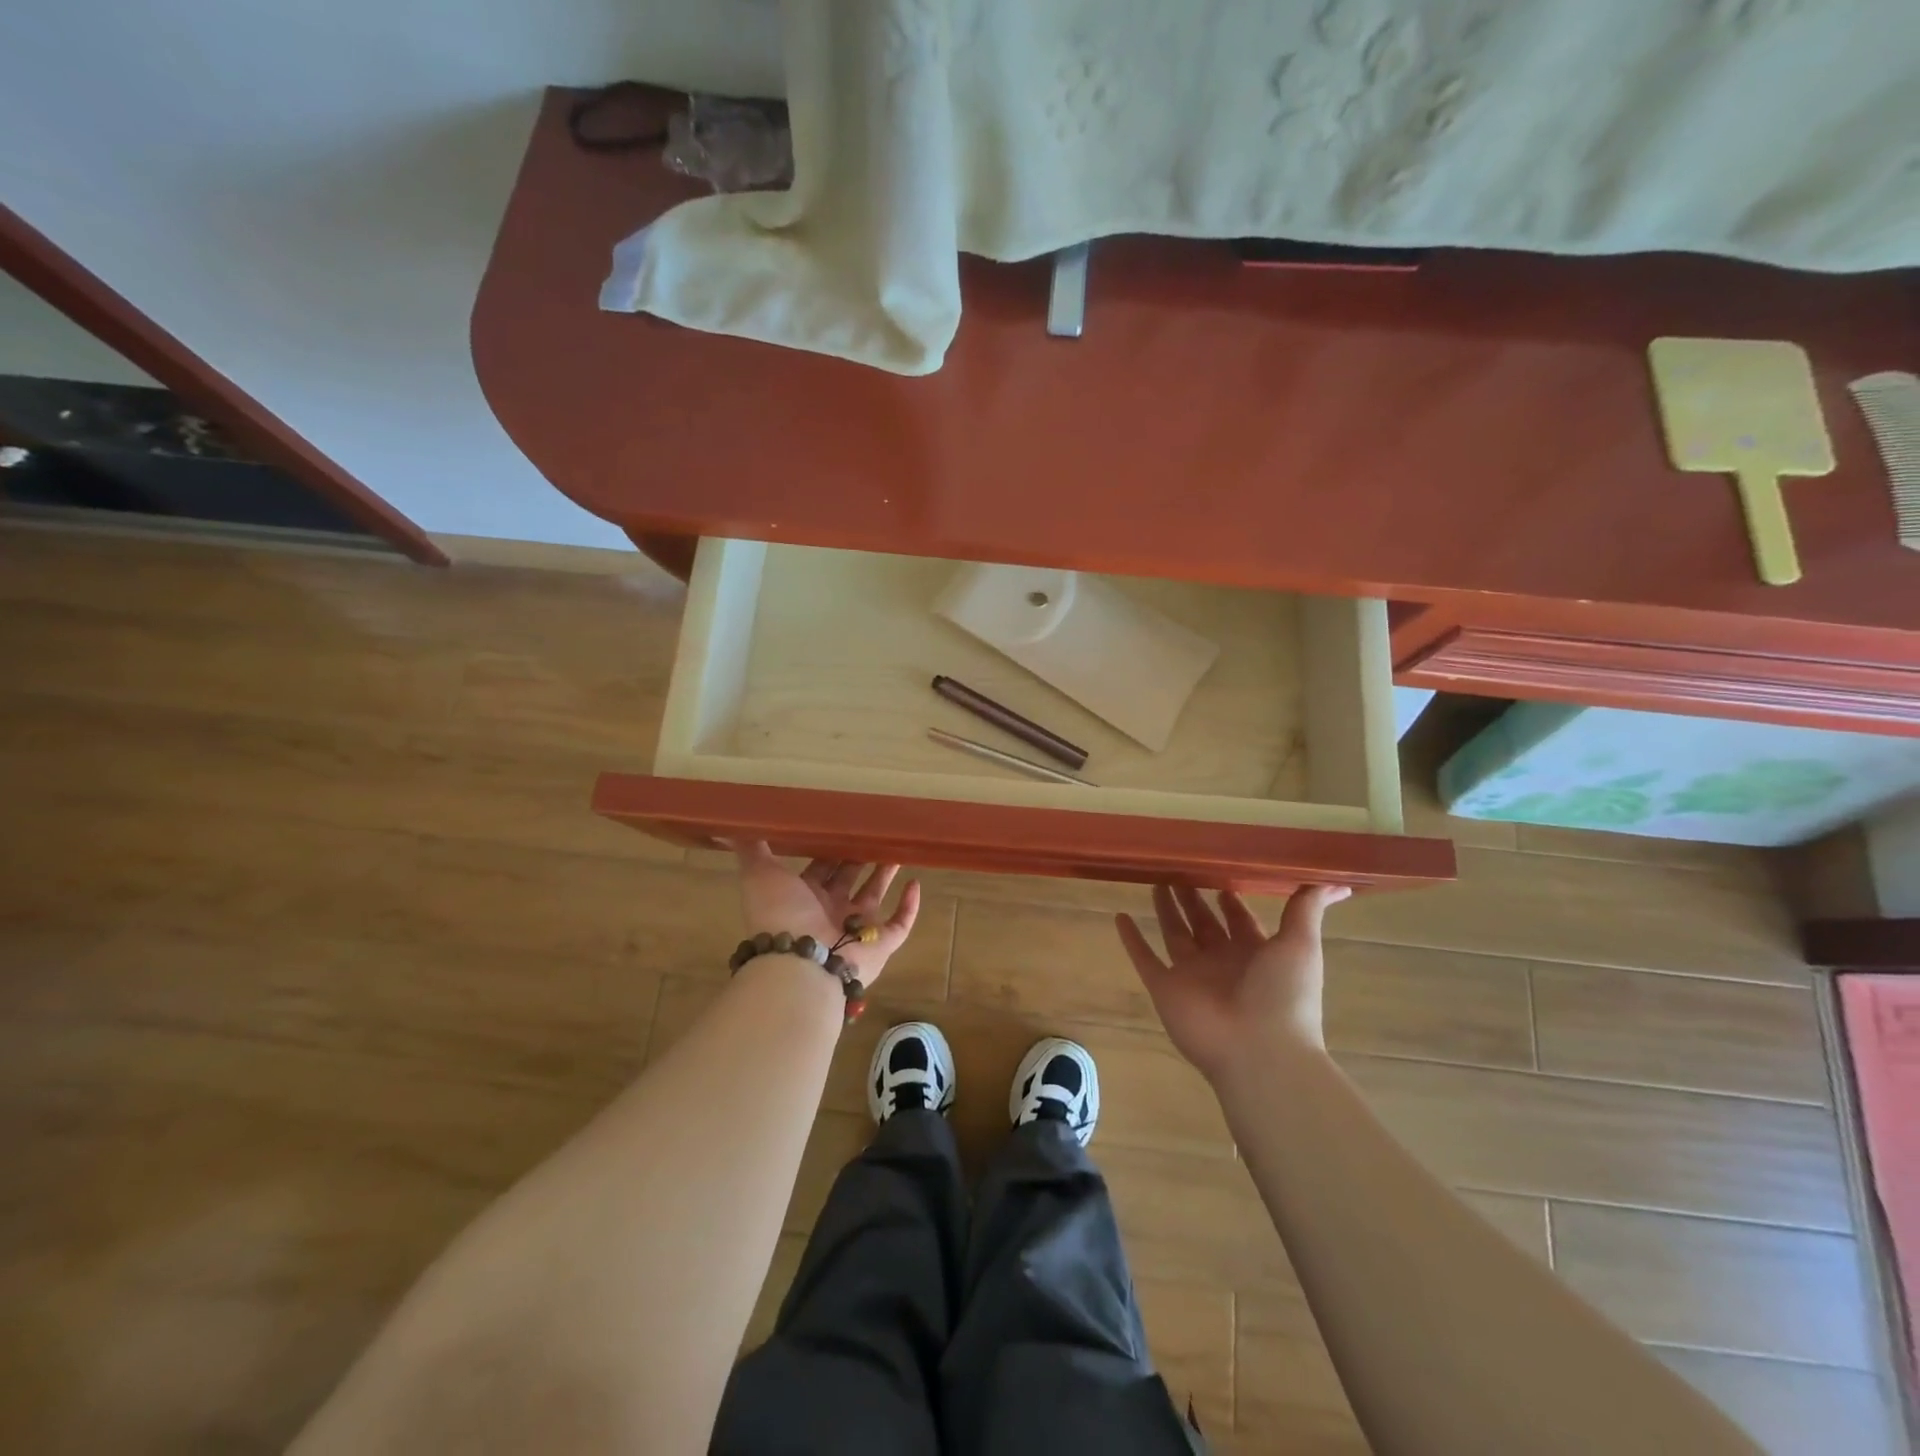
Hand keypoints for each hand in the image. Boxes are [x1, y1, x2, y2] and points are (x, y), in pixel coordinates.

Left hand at [732, 841, 921, 986]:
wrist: (800, 961)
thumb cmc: (781, 914)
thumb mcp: (760, 874)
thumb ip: (751, 849)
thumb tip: (729, 825)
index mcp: (803, 897)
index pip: (820, 868)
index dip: (831, 848)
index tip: (846, 824)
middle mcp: (829, 912)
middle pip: (849, 879)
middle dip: (860, 857)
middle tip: (876, 830)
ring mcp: (856, 930)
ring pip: (874, 896)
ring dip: (886, 874)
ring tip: (899, 848)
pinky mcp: (880, 945)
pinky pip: (900, 925)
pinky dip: (909, 906)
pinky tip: (916, 883)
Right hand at [1117, 883, 1350, 1082]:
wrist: (1260, 1051)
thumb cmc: (1284, 996)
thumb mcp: (1301, 945)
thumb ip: (1308, 909)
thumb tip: (1338, 879)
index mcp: (1255, 952)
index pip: (1239, 919)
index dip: (1229, 898)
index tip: (1217, 869)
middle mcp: (1222, 961)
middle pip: (1203, 922)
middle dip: (1193, 897)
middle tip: (1178, 867)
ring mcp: (1192, 975)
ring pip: (1174, 934)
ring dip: (1165, 909)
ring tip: (1154, 879)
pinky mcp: (1166, 988)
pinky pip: (1144, 958)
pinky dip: (1131, 940)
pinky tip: (1120, 917)